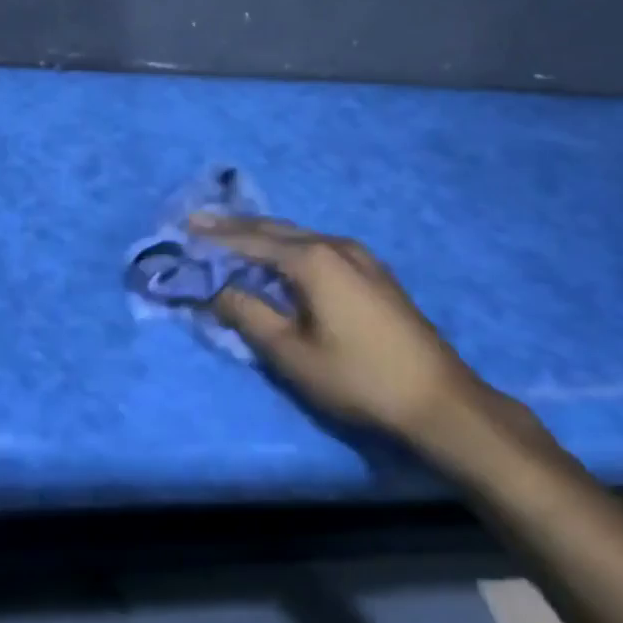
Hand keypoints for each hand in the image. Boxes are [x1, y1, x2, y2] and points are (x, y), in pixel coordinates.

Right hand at [190, 214, 493, 446]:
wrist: (440, 400)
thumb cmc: (357, 377)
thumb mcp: (290, 351)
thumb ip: (246, 313)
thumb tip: (213, 287)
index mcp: (313, 259)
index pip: (250, 240)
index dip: (214, 236)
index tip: (183, 227)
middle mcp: (336, 245)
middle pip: (275, 229)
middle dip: (235, 226)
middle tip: (199, 222)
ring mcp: (360, 256)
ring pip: (299, 236)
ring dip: (262, 235)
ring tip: (231, 235)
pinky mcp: (374, 273)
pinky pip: (318, 247)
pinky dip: (287, 247)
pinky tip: (280, 257)